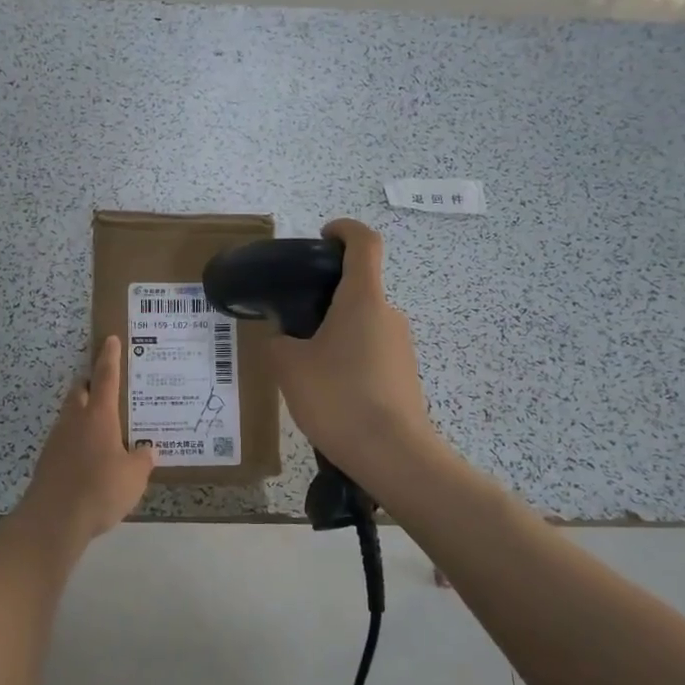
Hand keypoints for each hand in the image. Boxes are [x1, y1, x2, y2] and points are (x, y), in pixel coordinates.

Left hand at [18, 336, 155, 547]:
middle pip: (80, 392)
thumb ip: (142, 459)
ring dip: (83, 414)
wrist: (53, 520)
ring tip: (103, 427)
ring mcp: (57, 440)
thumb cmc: (99, 490)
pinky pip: (65, 440)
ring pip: (70, 415)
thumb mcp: (134, 477)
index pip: (106, 378)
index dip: (110, 357)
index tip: (110, 340)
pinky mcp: (47, 461)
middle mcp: (75, 421)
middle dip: (91, 385)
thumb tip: (146, 449)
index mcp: (99, 416)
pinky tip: (89, 458)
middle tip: (107, 388)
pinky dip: (77, 440)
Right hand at [269, 219, 437, 488]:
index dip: (344, 230)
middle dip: (326, 299)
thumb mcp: (289, 367)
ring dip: (336, 334)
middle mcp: (389, 314)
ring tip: (305, 367)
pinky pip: (371, 353)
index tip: (323, 237)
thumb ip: (279, 342)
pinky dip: (349, 360)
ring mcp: (402, 346)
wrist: (392, 454)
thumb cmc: (338, 397)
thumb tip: (285, 339)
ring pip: (363, 325)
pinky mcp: (405, 375)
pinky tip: (330, 393)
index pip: (364, 243)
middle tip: (293, 323)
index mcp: (363, 299)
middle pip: (359, 289)